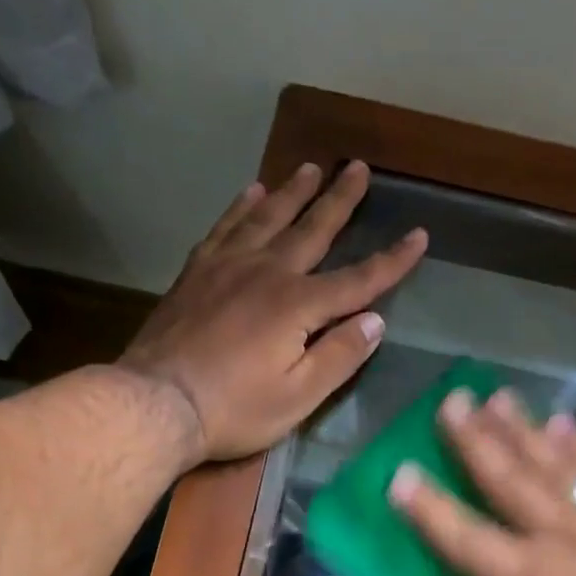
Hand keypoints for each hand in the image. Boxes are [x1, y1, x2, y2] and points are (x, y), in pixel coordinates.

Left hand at [119, 162, 426, 461]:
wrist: (156, 403)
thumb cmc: (234, 408)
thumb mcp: (299, 396)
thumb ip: (340, 356)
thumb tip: (375, 321)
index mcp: (298, 305)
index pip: (359, 279)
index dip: (393, 260)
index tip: (419, 235)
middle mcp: (267, 273)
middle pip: (313, 229)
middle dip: (340, 199)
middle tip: (358, 167)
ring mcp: (227, 267)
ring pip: (267, 218)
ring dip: (292, 192)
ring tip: (310, 168)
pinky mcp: (197, 273)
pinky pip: (224, 228)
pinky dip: (240, 208)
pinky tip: (251, 193)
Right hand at [388, 387, 575, 575]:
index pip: (466, 537)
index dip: (428, 507)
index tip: (400, 473)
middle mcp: (560, 535)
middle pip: (508, 478)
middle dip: (475, 439)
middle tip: (451, 402)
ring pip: (552, 462)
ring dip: (521, 428)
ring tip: (496, 397)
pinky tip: (563, 420)